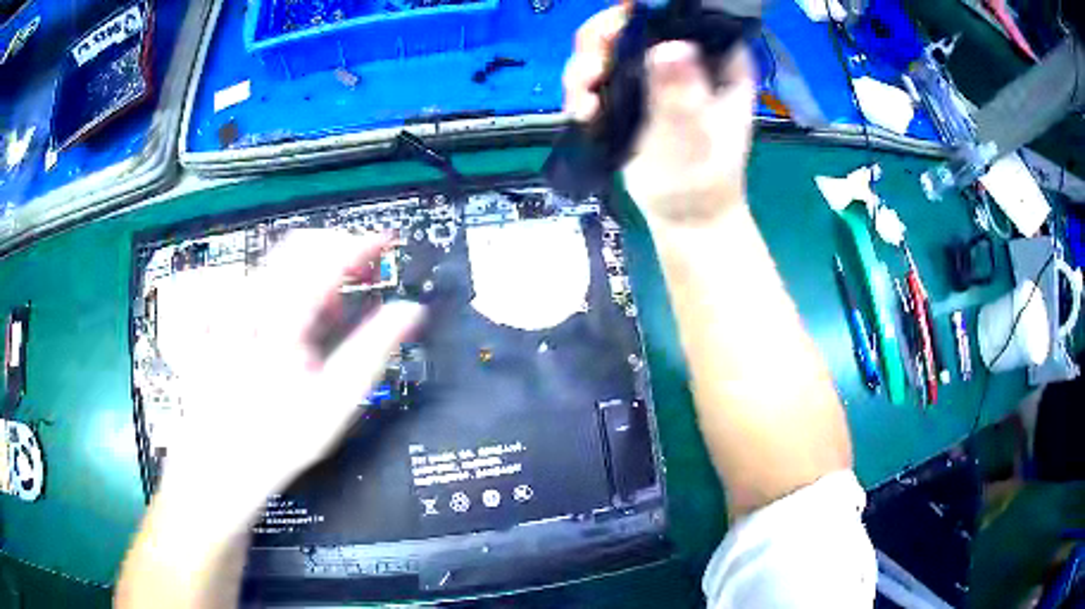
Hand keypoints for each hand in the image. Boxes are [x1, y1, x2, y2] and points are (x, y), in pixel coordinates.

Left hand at [161, 231, 424, 527]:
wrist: (222, 463)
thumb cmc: (280, 439)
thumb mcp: (336, 404)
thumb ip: (373, 349)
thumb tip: (410, 310)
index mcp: (284, 321)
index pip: (329, 259)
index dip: (363, 244)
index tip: (386, 241)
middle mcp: (249, 304)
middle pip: (297, 247)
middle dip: (335, 253)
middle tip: (355, 281)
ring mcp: (223, 309)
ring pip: (271, 264)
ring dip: (303, 278)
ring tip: (313, 317)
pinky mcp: (207, 318)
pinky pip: (237, 281)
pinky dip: (266, 289)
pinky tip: (271, 317)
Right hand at [563, 7, 755, 229]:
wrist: (684, 216)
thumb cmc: (702, 180)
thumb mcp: (693, 139)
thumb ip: (680, 95)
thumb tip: (669, 47)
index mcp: (717, 58)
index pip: (681, 14)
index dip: (645, 12)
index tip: (618, 29)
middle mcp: (684, 55)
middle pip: (633, 23)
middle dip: (601, 42)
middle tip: (590, 71)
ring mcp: (654, 72)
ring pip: (608, 45)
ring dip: (584, 68)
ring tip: (584, 101)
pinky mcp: (630, 90)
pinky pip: (596, 72)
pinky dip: (581, 88)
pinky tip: (583, 112)